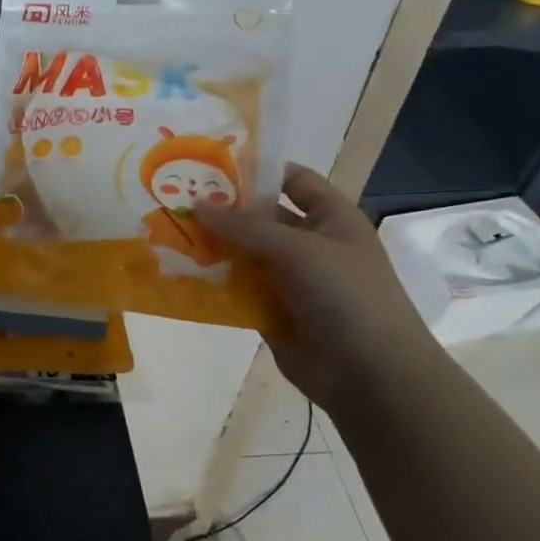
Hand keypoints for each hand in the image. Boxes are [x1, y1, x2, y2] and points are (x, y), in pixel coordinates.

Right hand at [197, 163, 444, 405]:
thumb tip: (197, 205)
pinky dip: (213, 281)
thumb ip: (245, 226)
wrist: (370, 374)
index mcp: (330, 219)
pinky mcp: (271, 309)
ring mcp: (290, 279)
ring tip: (169, 233)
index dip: (257, 170)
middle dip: (223, 210)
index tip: (209, 166)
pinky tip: (180, 272)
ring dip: (213, 246)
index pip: (292, 180)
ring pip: (243, 253)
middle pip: (260, 217)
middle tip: (177, 199)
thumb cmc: (346, 295)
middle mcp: (309, 244)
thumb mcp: (298, 249)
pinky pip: (236, 288)